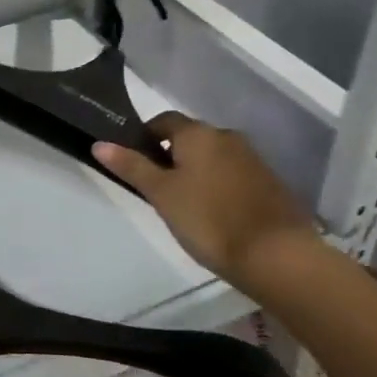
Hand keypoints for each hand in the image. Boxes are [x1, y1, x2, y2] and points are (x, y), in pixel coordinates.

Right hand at [94, 112, 319, 288]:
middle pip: (190, 138)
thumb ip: (132, 167)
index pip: (163, 121)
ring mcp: (252, 159)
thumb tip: (99, 143)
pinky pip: (233, 174)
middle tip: (156, 189)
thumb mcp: (162, 194)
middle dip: (171, 156)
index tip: (134, 163)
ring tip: (184, 204)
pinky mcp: (269, 183)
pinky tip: (214, 213)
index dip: (145, 137)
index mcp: (198, 134)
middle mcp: (227, 137)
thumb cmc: (208, 219)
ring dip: (197, 171)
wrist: (276, 255)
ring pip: (213, 157)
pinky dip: (219, 185)